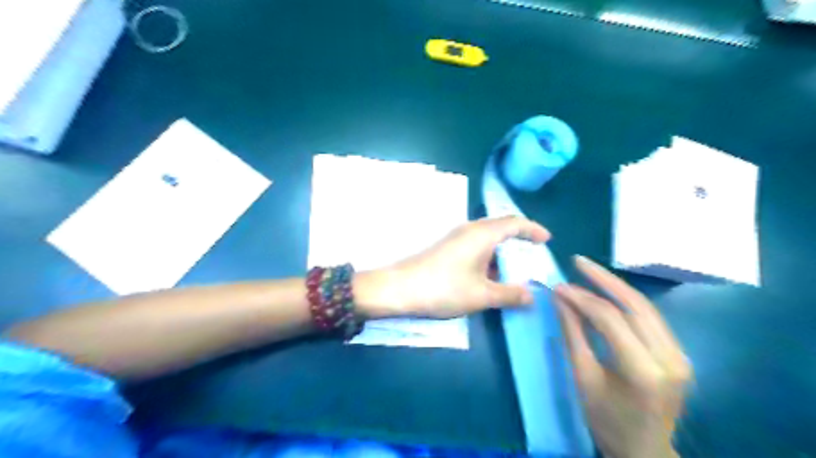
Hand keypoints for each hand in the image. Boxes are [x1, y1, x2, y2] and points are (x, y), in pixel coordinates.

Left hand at [360, 216, 550, 320]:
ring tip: (515, 268)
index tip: (547, 239)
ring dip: (502, 250)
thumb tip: (533, 296)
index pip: (515, 223)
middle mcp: (470, 230)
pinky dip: (488, 256)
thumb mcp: (482, 295)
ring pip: (487, 237)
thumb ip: (510, 294)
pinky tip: (489, 274)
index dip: (533, 229)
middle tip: (533, 254)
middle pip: (501, 227)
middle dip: (519, 238)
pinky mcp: (446, 248)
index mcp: (483, 234)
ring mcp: (456, 238)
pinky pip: (475, 245)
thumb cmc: (444, 288)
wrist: (399, 288)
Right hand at [556, 256, 686, 457]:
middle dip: (603, 279)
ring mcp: (680, 355)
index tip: (558, 286)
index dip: (581, 298)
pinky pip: (650, 318)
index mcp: (643, 370)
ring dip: (616, 286)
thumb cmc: (606, 420)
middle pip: (635, 305)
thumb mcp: (582, 377)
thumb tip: (560, 298)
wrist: (645, 451)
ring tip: (589, 270)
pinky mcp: (679, 353)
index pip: (610, 319)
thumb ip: (573, 333)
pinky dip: (626, 301)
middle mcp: (670, 358)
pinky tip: (608, 292)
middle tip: (578, 261)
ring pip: (646, 307)